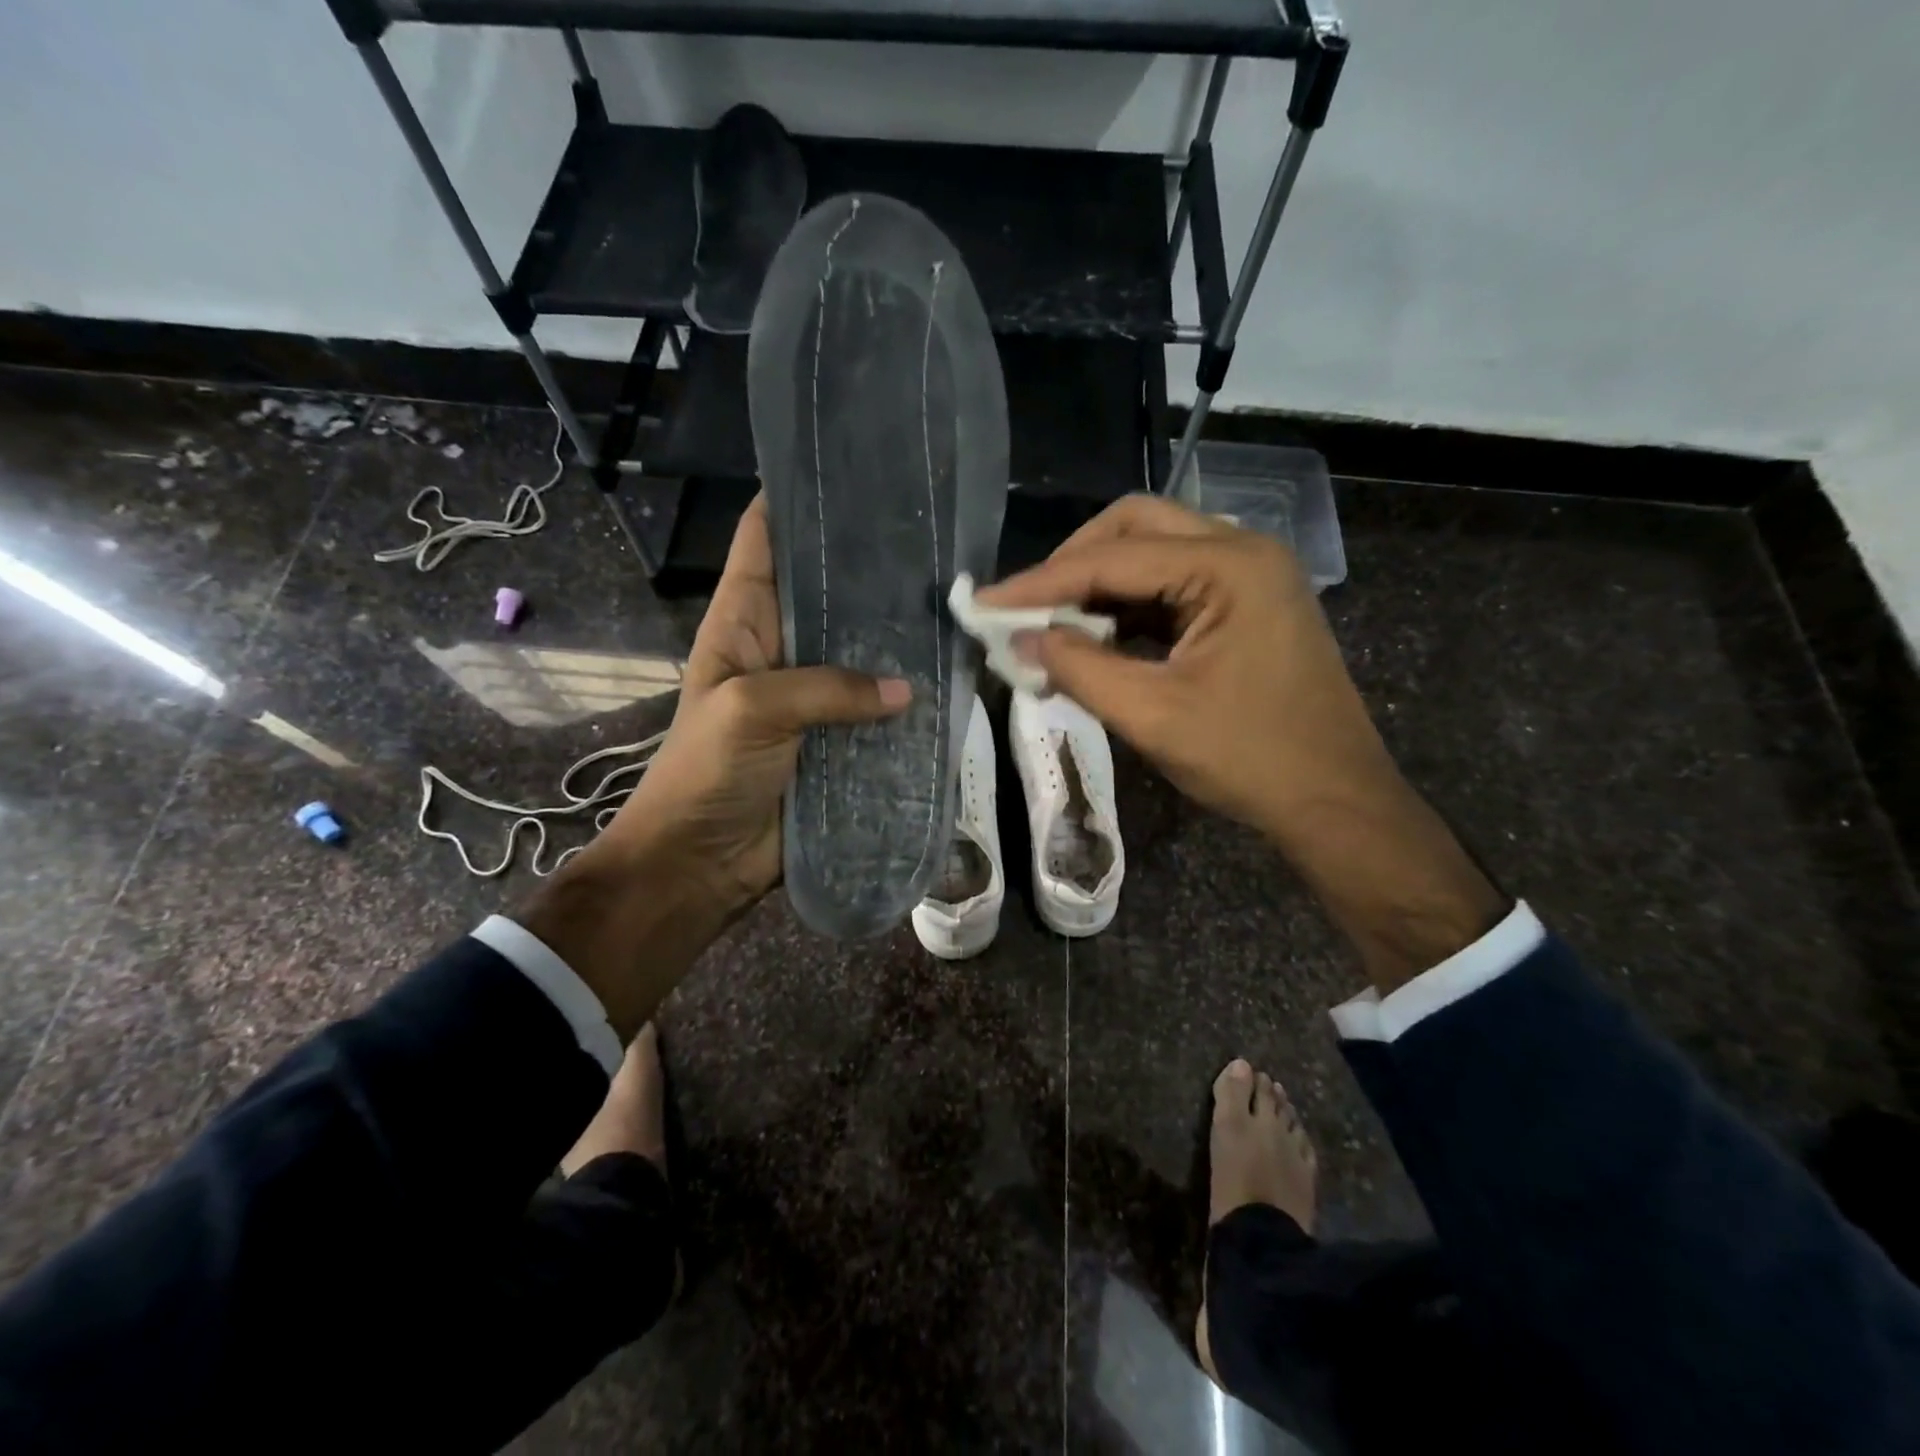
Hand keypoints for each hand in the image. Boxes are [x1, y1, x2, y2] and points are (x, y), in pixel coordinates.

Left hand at [595, 494, 910, 912]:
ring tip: (951, 602)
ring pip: (859, 649)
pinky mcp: (837, 736)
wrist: (702, 863)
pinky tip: (947, 678)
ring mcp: (812, 693)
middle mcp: (781, 646)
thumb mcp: (752, 710)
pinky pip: (875, 708)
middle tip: (930, 539)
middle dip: (868, 567)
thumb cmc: (705, 773)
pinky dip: (905, 697)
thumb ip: (826, 689)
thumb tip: (905, 690)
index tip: (850, 470)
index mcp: (742, 620)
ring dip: (894, 635)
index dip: (797, 499)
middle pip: (826, 591)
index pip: (765, 539)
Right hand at [980, 495, 1502, 987]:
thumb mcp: (1152, 715)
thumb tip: (1019, 640)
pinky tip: (1095, 638)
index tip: (985, 604)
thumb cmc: (1250, 759)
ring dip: (1098, 584)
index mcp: (1228, 566)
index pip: (1113, 557)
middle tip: (1026, 607)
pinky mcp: (1245, 604)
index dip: (1041, 582)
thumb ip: (1079, 668)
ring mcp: (1248, 575)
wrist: (1335, 801)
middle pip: (1135, 527)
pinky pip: (1171, 585)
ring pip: (1153, 551)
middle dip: (1072, 563)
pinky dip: (1127, 605)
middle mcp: (1242, 551)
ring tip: (1050, 626)